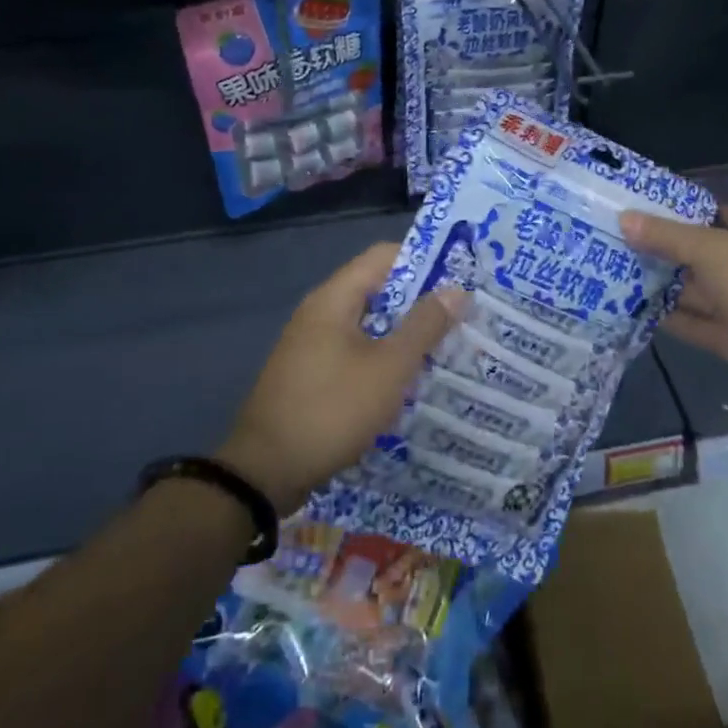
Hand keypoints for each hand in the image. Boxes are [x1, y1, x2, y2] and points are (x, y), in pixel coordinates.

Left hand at [218, 243, 459, 515]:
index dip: (424, 261)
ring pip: (368, 326)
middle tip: (461, 317)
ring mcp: (311, 345)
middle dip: (419, 302)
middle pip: (377, 290)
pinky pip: (354, 353)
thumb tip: (456, 290)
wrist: (266, 471)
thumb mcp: (389, 368)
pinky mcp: (310, 375)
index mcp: (334, 298)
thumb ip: (424, 327)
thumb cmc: (332, 409)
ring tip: (445, 349)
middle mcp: (319, 312)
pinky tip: (408, 381)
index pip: (383, 256)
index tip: (460, 278)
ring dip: (403, 335)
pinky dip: (382, 359)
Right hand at [620, 204, 727, 406]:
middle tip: (610, 243)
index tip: (631, 212)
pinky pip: (694, 321)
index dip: (673, 211)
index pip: (709, 211)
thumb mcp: (711, 250)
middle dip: (659, 250)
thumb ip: (666, 236)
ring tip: (609, 274)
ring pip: (694, 288)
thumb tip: (623, 218)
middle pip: (697, 250)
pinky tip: (630, 308)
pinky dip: (668, 316)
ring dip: (660, 284)